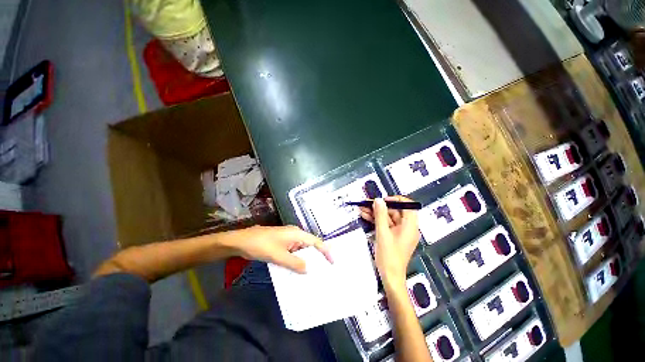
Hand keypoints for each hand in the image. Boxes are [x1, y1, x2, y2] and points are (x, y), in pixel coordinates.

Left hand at [231, 225, 331, 273]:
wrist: (241, 241)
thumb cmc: (261, 245)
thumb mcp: (278, 256)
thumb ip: (295, 263)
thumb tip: (309, 270)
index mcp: (297, 233)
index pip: (316, 242)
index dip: (325, 251)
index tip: (333, 263)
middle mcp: (295, 234)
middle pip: (310, 246)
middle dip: (317, 258)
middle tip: (324, 272)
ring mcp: (288, 239)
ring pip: (301, 250)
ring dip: (306, 261)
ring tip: (313, 274)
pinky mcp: (282, 243)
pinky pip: (293, 253)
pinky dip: (297, 261)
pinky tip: (297, 271)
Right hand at [360, 196, 419, 289]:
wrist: (390, 277)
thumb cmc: (389, 256)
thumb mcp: (382, 233)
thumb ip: (380, 215)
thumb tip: (378, 200)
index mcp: (410, 226)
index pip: (408, 206)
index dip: (396, 200)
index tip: (383, 200)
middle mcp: (407, 227)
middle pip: (395, 211)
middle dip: (380, 207)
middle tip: (366, 203)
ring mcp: (400, 232)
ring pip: (388, 217)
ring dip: (375, 213)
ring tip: (362, 208)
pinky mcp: (393, 236)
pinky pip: (385, 225)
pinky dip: (376, 220)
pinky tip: (365, 216)